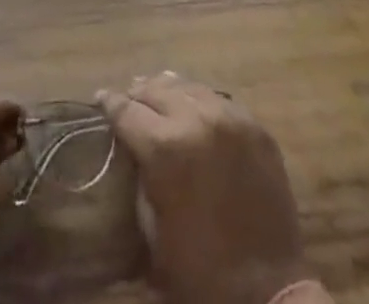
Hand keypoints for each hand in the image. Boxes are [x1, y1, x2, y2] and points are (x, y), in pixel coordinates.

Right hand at [98, 74, 308, 303]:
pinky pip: (220, 100)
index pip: (126, 110)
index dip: (109, 103)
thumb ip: (141, 179)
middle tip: (129, 101)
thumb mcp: (153, 232)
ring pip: (189, 86)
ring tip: (160, 97)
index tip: (101, 98)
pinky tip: (196, 111)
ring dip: (169, 92)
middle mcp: (196, 119)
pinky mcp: (256, 127)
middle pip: (156, 89)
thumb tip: (133, 151)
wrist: (268, 294)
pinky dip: (202, 102)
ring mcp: (230, 119)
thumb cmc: (201, 273)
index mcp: (164, 148)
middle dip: (138, 94)